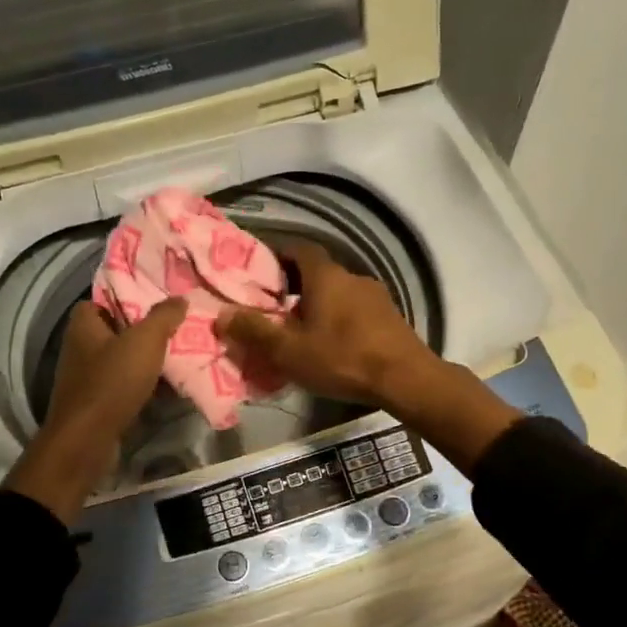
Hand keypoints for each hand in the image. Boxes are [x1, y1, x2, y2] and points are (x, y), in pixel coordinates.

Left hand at [4, 298, 185, 522]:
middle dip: (144, 332)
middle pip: (116, 331)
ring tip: (178, 358)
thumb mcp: (145, 341)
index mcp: (83, 325)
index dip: (127, 299)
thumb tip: (180, 298)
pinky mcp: (95, 403)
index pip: (102, 300)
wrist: (88, 440)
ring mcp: (85, 378)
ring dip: (146, 362)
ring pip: (121, 361)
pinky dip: (142, 386)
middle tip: (174, 330)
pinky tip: (167, 389)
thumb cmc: (112, 382)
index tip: (156, 304)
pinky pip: (123, 386)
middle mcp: (79, 347)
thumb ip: (163, 316)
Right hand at [214, 239, 432, 406]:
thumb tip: (221, 315)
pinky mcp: (391, 317)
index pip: (299, 248)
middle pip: (317, 272)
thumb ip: (254, 331)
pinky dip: (340, 319)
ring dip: (318, 304)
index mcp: (326, 276)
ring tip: (301, 330)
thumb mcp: (290, 351)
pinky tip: (333, 344)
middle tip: (274, 307)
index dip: (278, 254)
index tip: (259, 269)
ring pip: (338, 292)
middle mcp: (352, 276)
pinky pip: (356, 310)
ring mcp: (376, 296)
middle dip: (294, 285)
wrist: (405, 378)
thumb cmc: (342, 358)